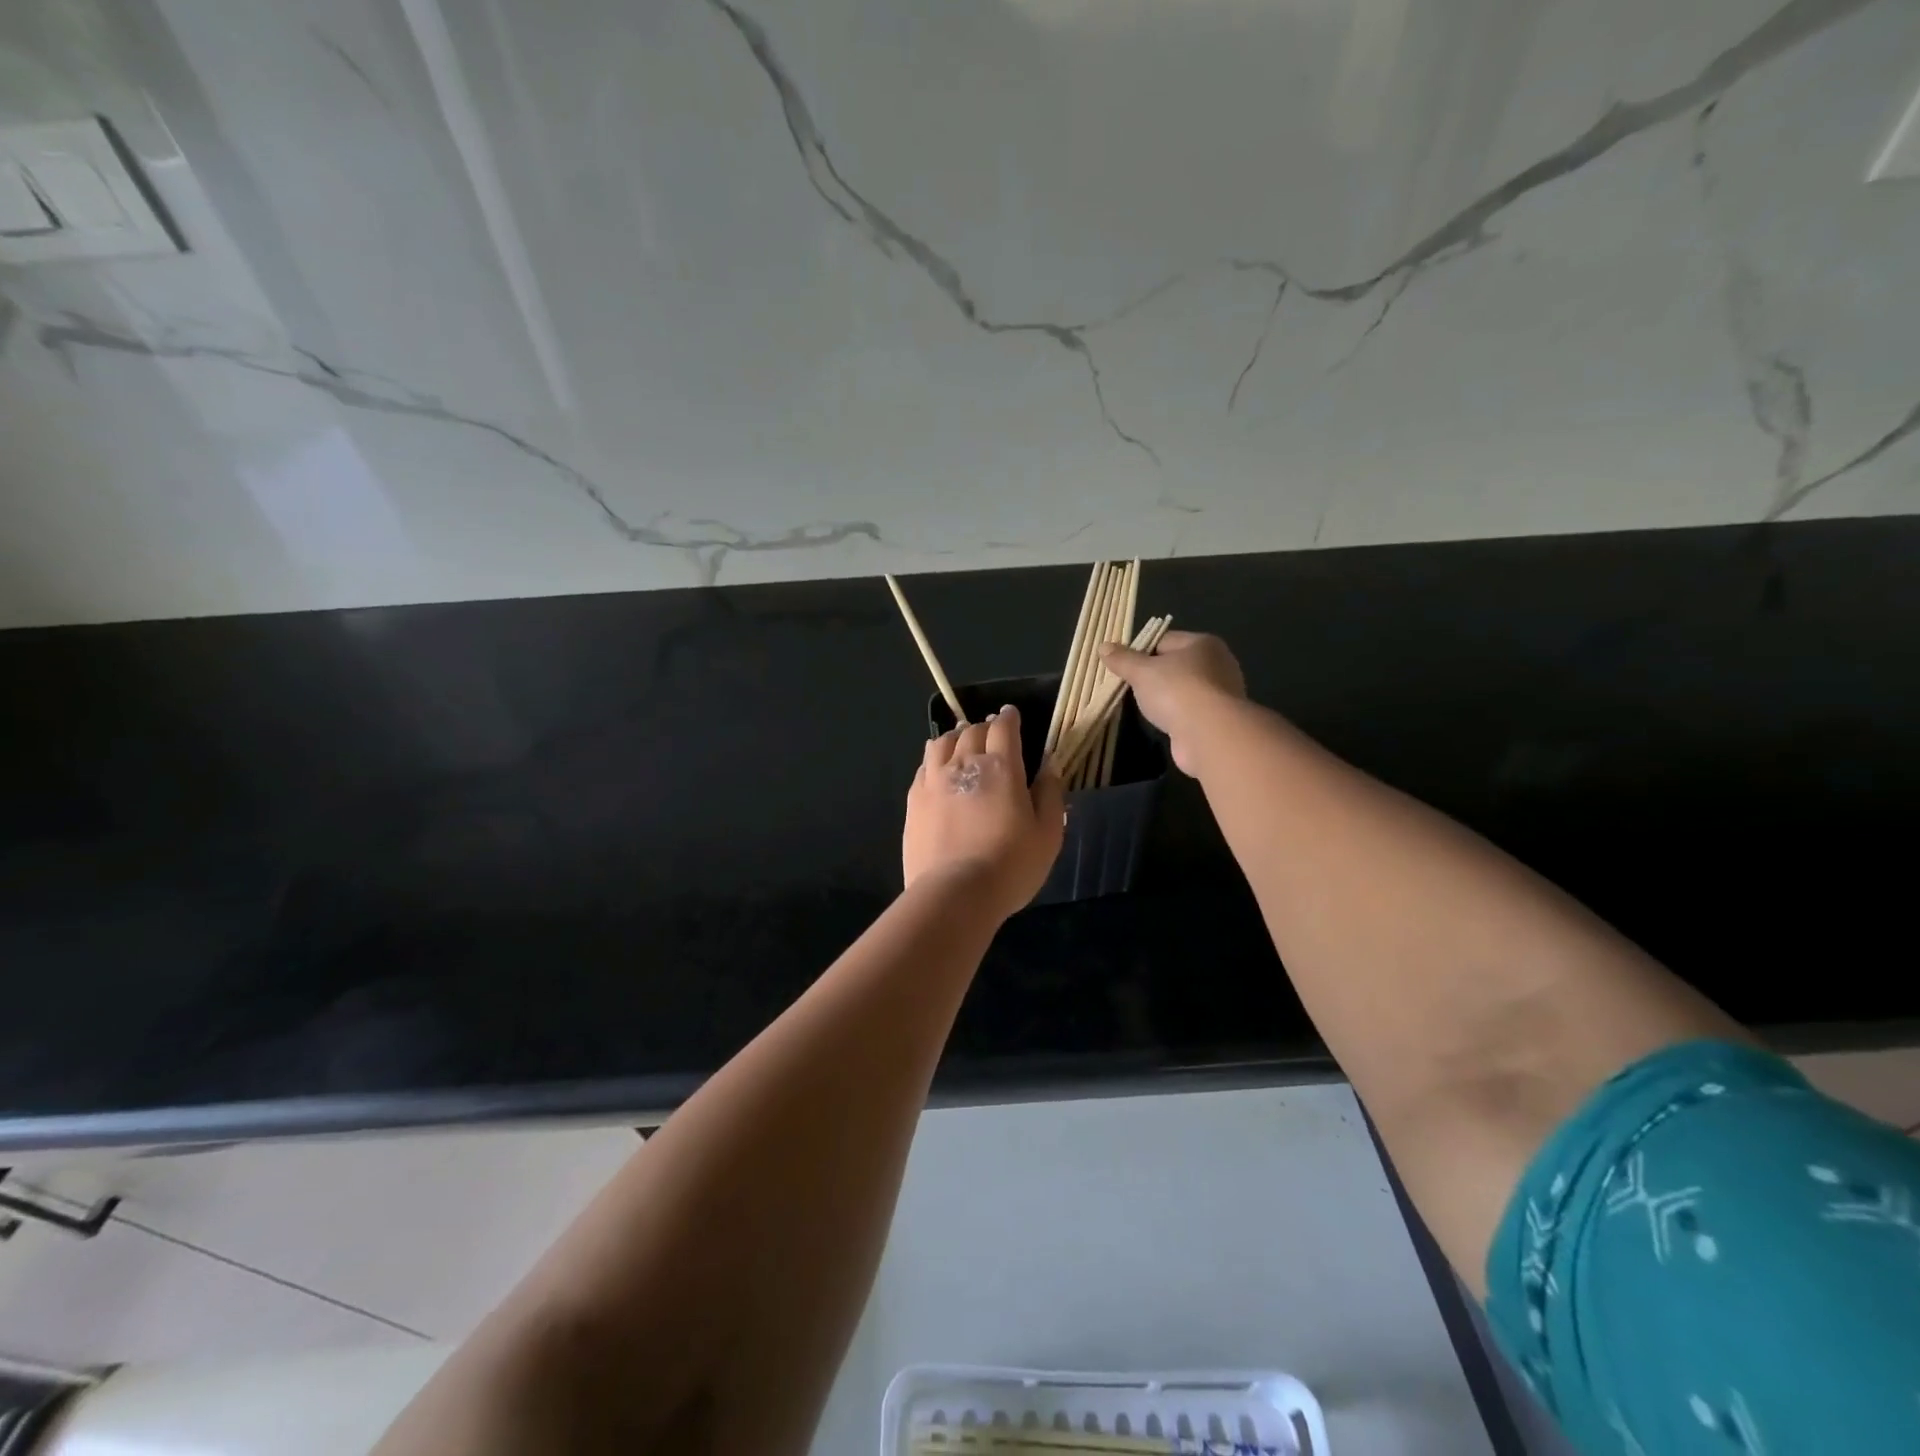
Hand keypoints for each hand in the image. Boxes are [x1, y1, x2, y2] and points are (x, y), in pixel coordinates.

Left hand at [904, 705, 1065, 920]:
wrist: (955, 893)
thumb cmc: (1011, 865)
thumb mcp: (1048, 833)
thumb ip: (1050, 793)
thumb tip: (1050, 763)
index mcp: (1000, 767)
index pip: (1003, 728)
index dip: (1009, 718)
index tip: (1012, 715)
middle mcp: (964, 763)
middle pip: (972, 731)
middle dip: (984, 727)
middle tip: (991, 732)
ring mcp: (933, 780)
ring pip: (942, 742)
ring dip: (955, 737)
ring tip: (962, 742)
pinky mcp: (914, 800)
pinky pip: (924, 766)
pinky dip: (934, 758)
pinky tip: (938, 767)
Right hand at [1099, 630, 1246, 776]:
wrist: (1209, 734)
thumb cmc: (1176, 691)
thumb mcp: (1142, 671)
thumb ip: (1122, 659)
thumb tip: (1104, 646)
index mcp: (1203, 643)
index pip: (1164, 640)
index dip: (1140, 650)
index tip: (1122, 666)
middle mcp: (1218, 663)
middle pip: (1175, 664)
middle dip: (1153, 675)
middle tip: (1129, 686)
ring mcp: (1222, 693)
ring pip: (1183, 688)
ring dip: (1166, 697)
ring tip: (1143, 706)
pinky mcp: (1219, 718)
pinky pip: (1190, 710)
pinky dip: (1176, 715)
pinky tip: (1163, 722)